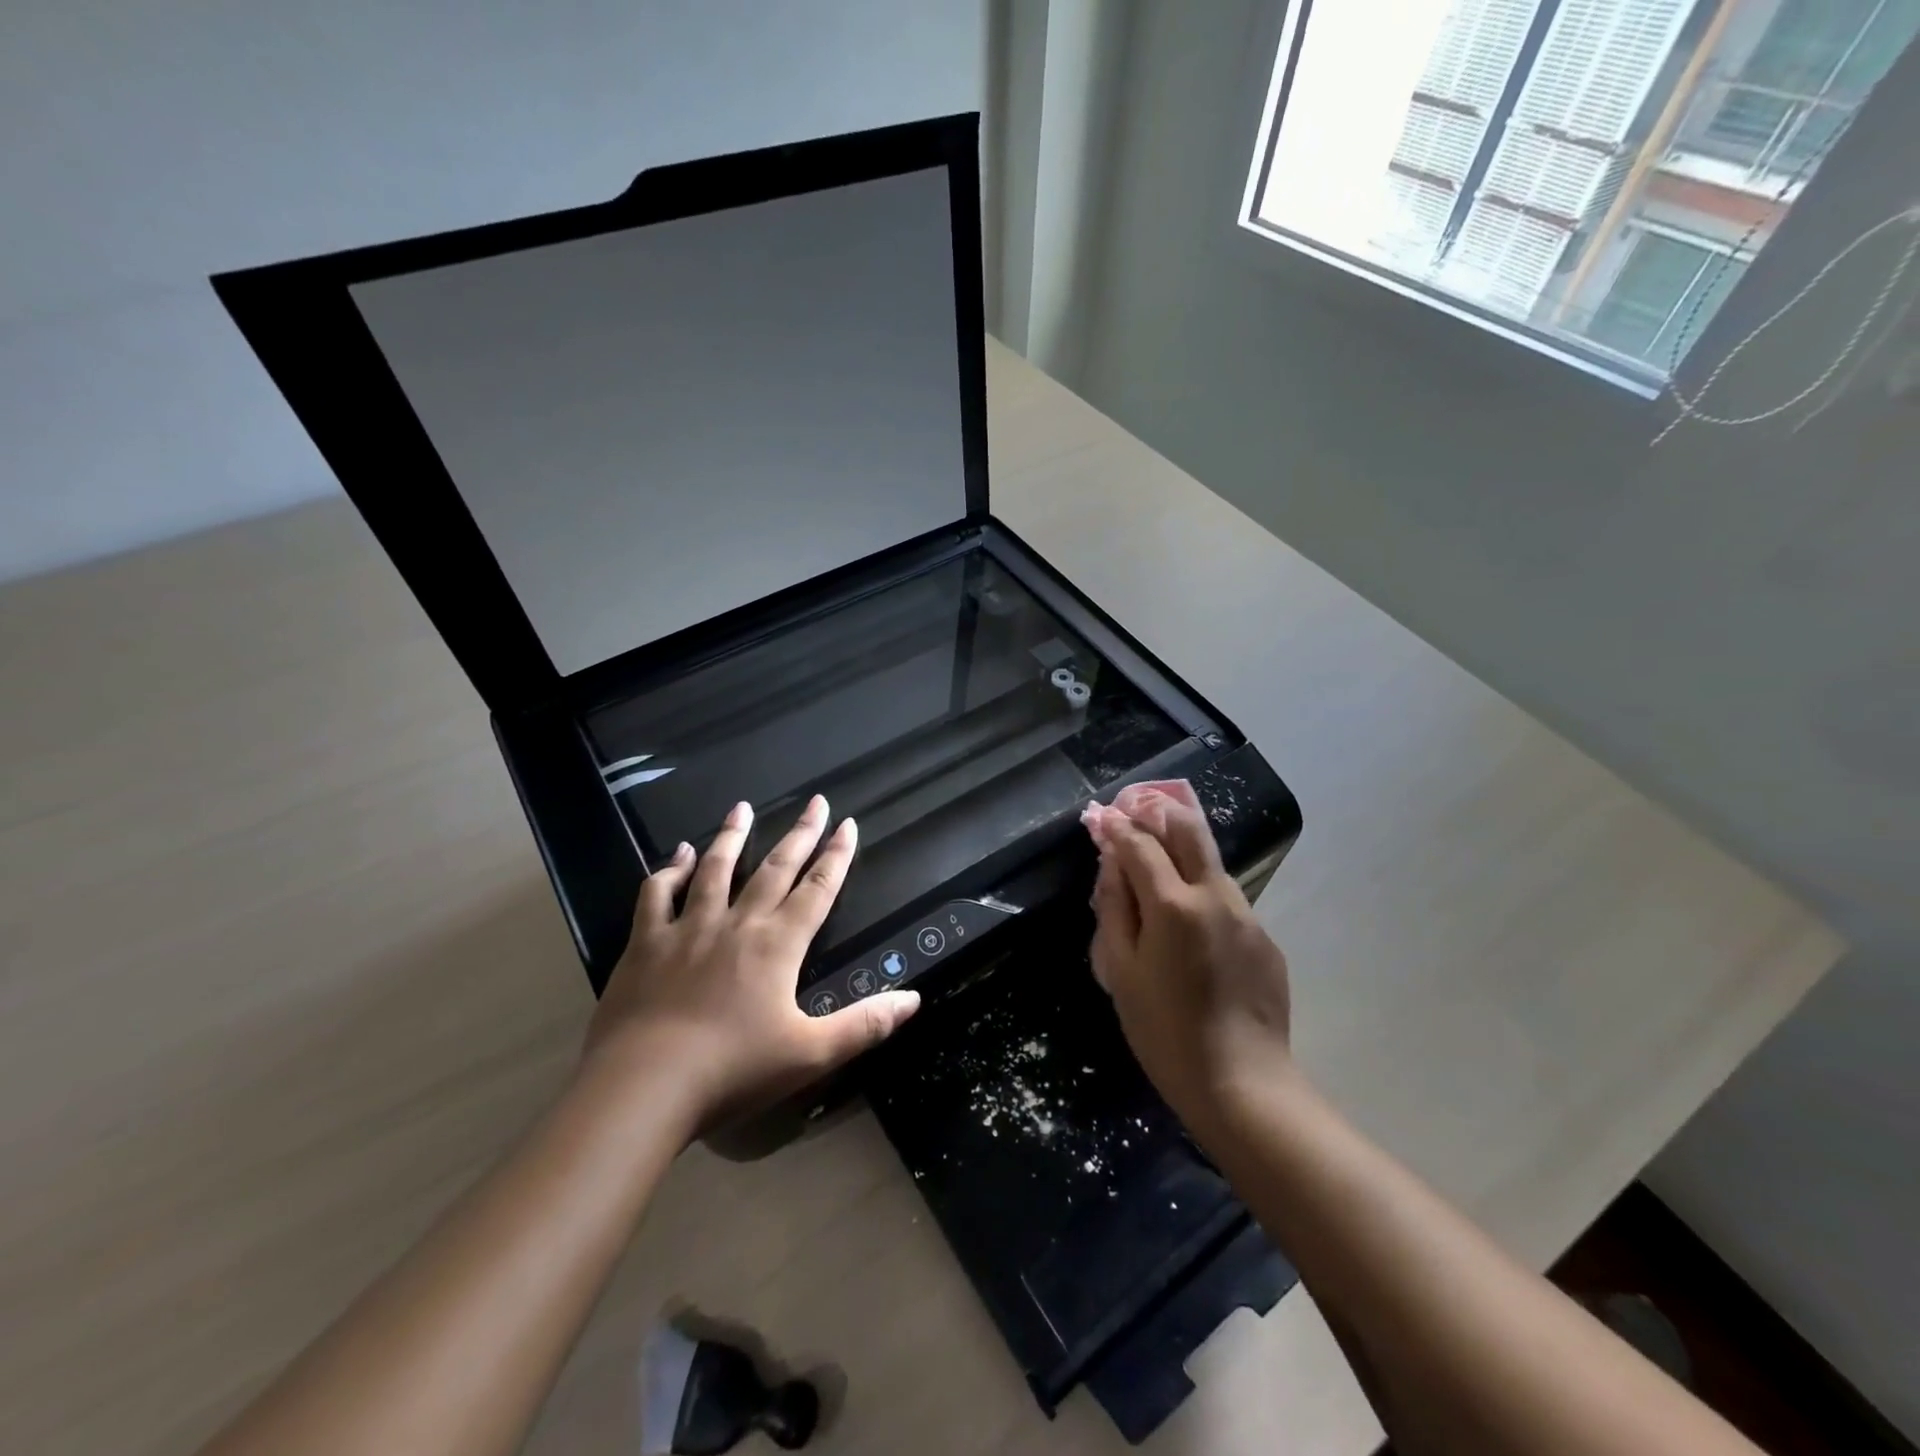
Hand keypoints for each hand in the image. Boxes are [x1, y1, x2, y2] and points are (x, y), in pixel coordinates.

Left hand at [584, 796, 919, 1133]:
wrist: (644, 1086)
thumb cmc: (733, 1071)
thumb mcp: (811, 1055)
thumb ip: (864, 1025)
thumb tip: (913, 999)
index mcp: (778, 945)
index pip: (817, 889)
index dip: (837, 856)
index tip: (848, 824)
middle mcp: (737, 924)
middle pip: (775, 869)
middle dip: (799, 833)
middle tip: (815, 801)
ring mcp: (688, 928)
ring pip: (715, 869)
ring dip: (732, 837)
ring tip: (742, 808)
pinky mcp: (645, 943)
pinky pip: (657, 894)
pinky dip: (669, 870)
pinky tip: (678, 855)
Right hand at [1085, 782, 1293, 1129]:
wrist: (1242, 1083)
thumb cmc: (1164, 1031)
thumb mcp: (1121, 971)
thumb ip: (1115, 909)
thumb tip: (1112, 866)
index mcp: (1173, 905)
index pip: (1140, 844)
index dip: (1118, 826)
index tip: (1102, 816)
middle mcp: (1215, 896)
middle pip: (1189, 830)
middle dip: (1159, 812)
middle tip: (1137, 808)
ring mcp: (1248, 916)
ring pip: (1211, 863)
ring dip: (1183, 851)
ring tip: (1159, 861)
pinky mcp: (1266, 939)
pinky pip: (1227, 901)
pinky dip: (1202, 893)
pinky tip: (1190, 925)